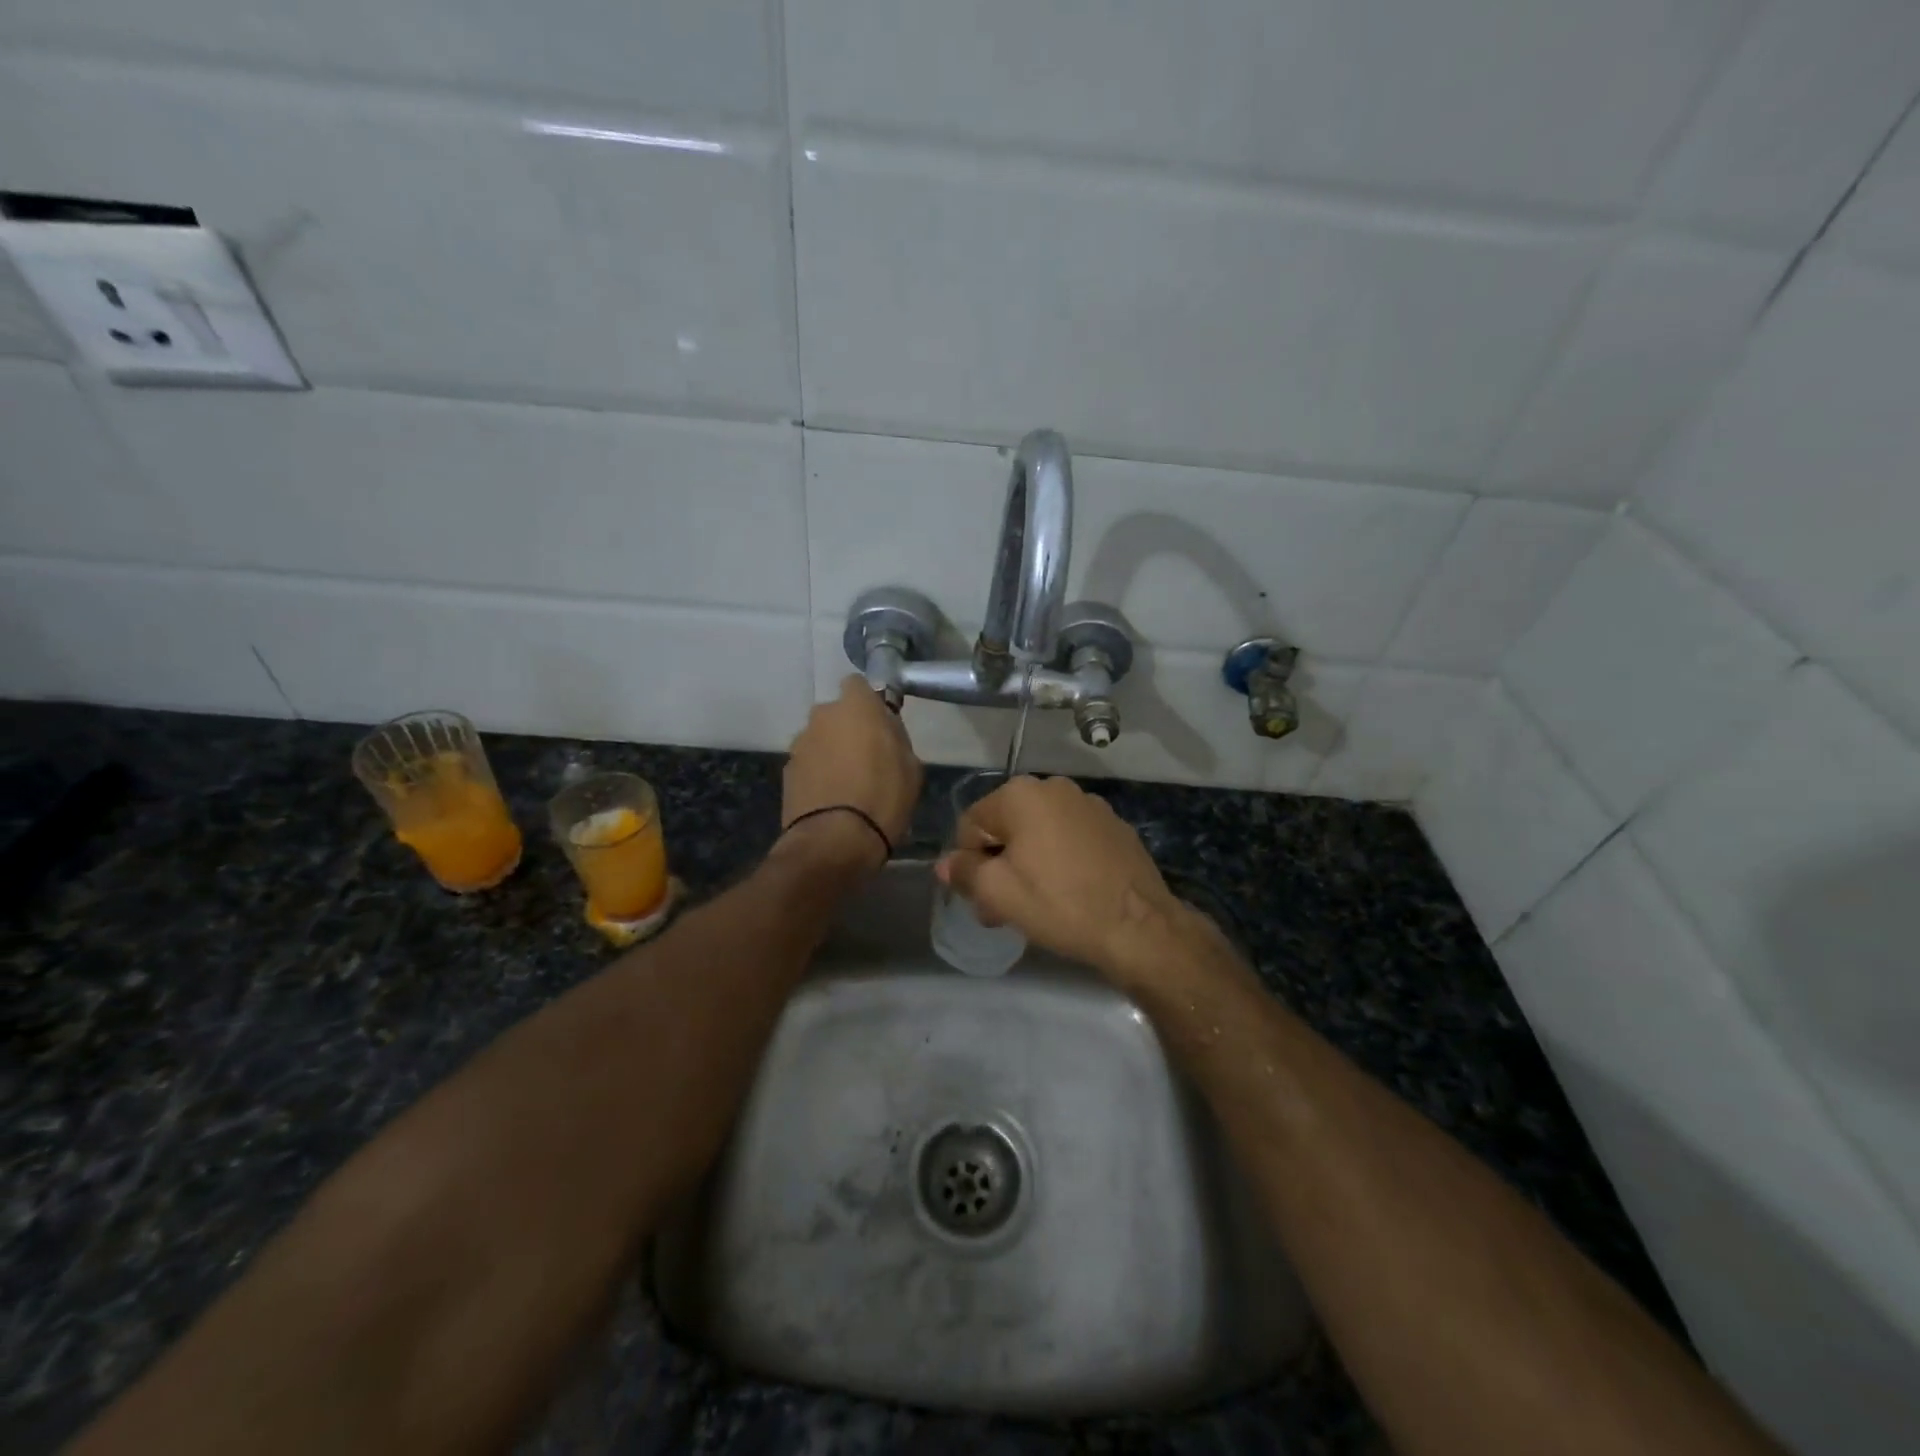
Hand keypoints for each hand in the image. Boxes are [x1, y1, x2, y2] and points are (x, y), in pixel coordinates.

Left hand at [781, 675, 922, 868]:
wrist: (835, 840)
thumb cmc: (883, 797)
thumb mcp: (911, 766)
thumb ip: (896, 738)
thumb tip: (885, 730)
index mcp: (856, 707)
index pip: (858, 684)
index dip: (869, 702)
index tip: (880, 724)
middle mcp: (822, 716)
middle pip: (837, 715)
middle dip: (849, 729)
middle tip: (868, 757)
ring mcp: (800, 744)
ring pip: (821, 739)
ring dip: (832, 753)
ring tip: (849, 785)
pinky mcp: (786, 771)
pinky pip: (809, 764)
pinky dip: (819, 774)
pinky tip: (832, 799)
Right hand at [936, 775, 1188, 975]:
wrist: (1139, 926)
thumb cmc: (1060, 904)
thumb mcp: (998, 893)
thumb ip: (964, 872)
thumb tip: (945, 863)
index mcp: (1021, 794)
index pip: (971, 825)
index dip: (969, 864)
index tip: (982, 901)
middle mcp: (1054, 787)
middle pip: (1006, 827)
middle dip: (998, 865)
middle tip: (1004, 909)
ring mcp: (1089, 804)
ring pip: (1038, 833)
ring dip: (1028, 864)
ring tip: (1037, 904)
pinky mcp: (1113, 825)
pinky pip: (1070, 839)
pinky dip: (1060, 860)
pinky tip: (1069, 892)